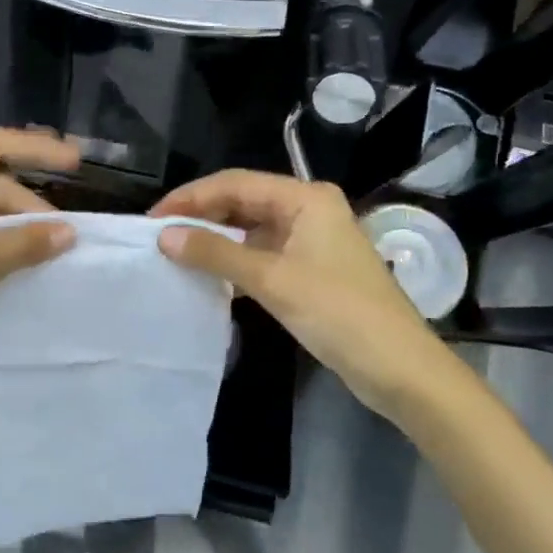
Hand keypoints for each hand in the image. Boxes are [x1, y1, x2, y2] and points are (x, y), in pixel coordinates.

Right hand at [151, 170, 435, 416]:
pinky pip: (263, 253)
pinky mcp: (311, 268)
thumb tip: (164, 236)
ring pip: (252, 229)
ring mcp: (312, 239)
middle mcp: (308, 209)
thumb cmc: (338, 313)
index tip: (153, 218)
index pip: (235, 183)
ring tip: (176, 254)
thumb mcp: (272, 280)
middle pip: (243, 202)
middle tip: (159, 237)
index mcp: (305, 198)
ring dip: (217, 240)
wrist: (399, 368)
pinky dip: (236, 261)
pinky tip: (210, 275)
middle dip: (202, 216)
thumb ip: (216, 254)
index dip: (191, 198)